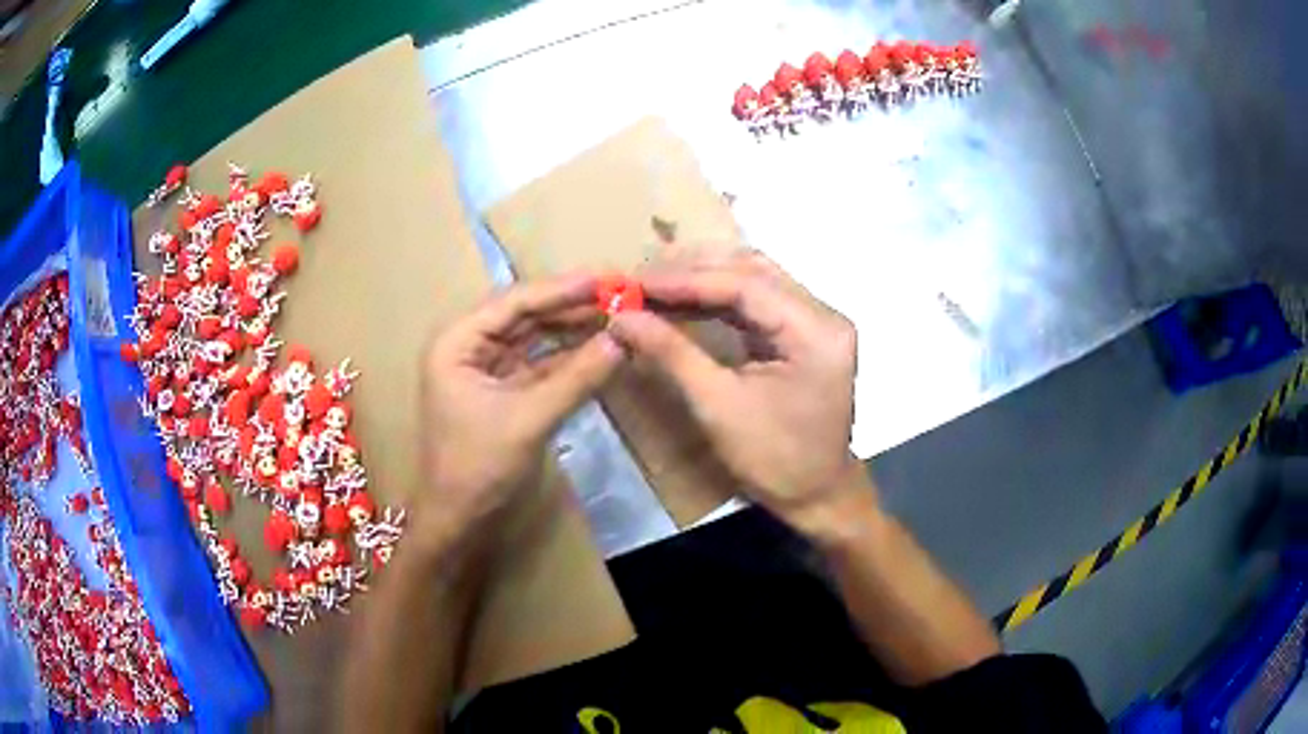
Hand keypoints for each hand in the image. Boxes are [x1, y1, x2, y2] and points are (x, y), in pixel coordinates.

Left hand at [416, 274, 623, 542]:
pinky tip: (599, 349)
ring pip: (534, 338)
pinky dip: (567, 359)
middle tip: (618, 292)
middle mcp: (468, 346)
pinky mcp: (502, 391)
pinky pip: (538, 365)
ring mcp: (485, 369)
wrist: (458, 519)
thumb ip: (576, 377)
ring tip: (616, 315)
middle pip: (525, 315)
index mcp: (457, 341)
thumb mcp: (529, 418)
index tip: (606, 278)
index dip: (562, 289)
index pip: (514, 302)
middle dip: (570, 306)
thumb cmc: (478, 466)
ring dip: (572, 330)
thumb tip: (621, 339)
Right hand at [608, 252, 865, 534]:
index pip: (746, 284)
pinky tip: (685, 298)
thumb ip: (671, 353)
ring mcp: (818, 322)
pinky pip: (760, 301)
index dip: (686, 280)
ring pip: (757, 279)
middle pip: (754, 271)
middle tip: (641, 278)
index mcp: (816, 331)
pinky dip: (720, 298)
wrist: (817, 496)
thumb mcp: (718, 406)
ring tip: (656, 283)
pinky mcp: (806, 334)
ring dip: (706, 278)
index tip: (636, 282)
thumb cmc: (774, 461)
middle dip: (695, 271)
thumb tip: (621, 318)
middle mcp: (824, 315)